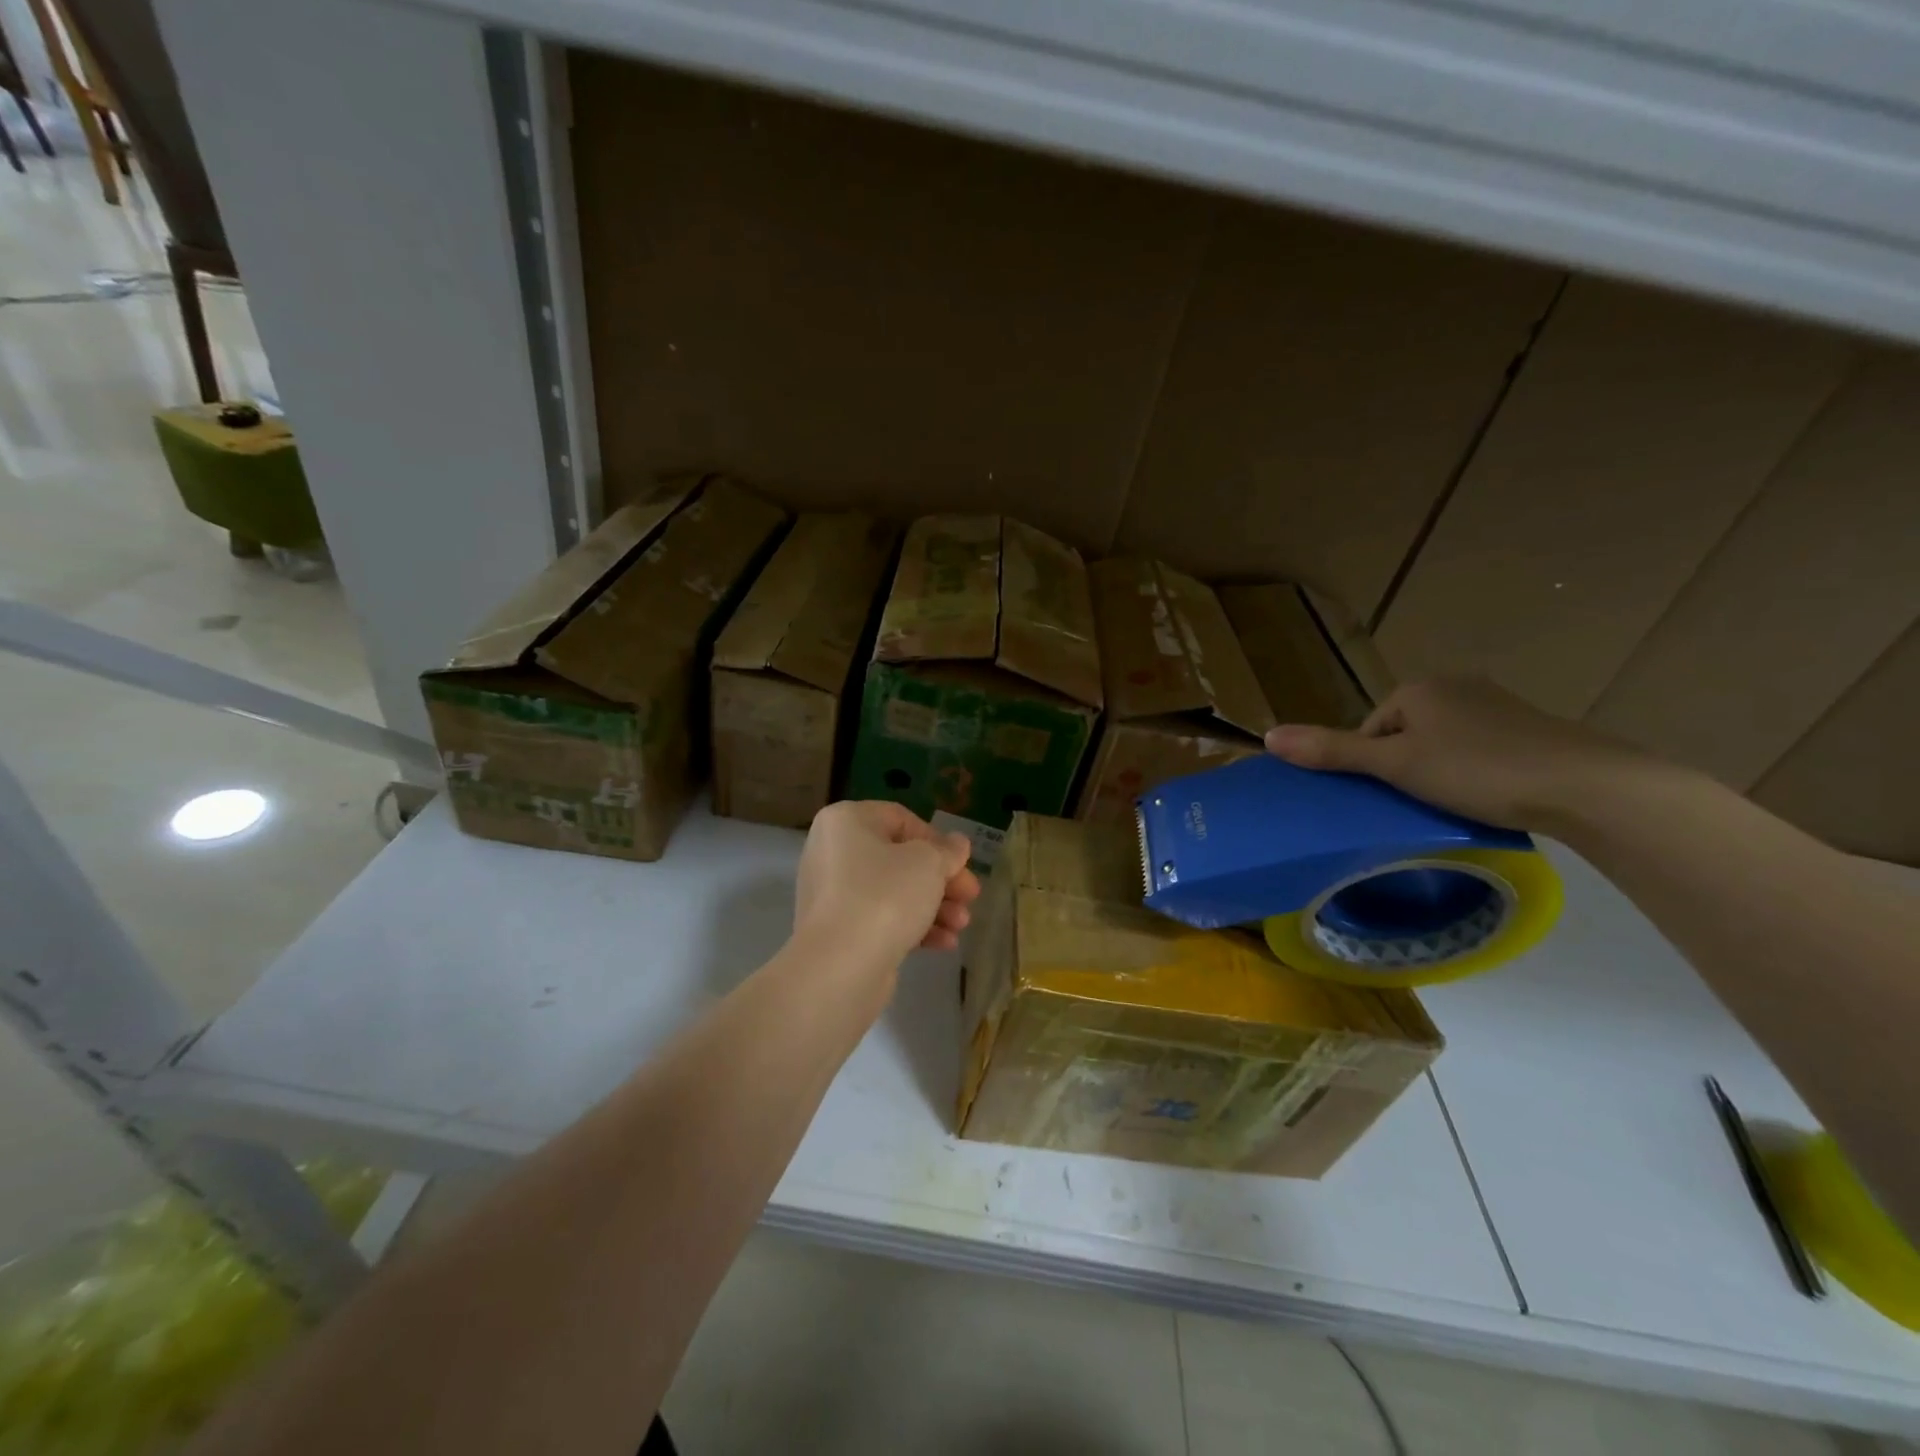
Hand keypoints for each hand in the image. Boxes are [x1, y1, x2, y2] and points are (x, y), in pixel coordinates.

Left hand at [793, 802, 981, 967]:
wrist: (840, 966)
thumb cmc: (885, 896)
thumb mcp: (928, 864)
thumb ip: (947, 851)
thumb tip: (957, 844)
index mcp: (846, 821)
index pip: (900, 819)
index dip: (937, 840)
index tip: (960, 863)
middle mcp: (833, 852)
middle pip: (900, 859)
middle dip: (941, 880)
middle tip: (970, 896)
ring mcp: (832, 894)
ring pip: (894, 892)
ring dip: (933, 906)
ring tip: (961, 925)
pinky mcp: (839, 931)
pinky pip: (882, 919)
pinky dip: (913, 927)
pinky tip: (944, 943)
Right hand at [1263, 677, 1654, 831]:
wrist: (1587, 786)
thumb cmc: (1478, 770)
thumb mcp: (1395, 765)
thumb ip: (1332, 751)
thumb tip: (1267, 737)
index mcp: (1417, 689)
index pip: (1369, 728)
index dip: (1370, 765)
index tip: (1388, 796)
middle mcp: (1454, 687)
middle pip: (1403, 734)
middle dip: (1403, 768)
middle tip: (1416, 805)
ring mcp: (1496, 706)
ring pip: (1442, 744)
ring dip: (1438, 772)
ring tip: (1451, 805)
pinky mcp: (1529, 729)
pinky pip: (1478, 750)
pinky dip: (1474, 772)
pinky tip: (1487, 795)